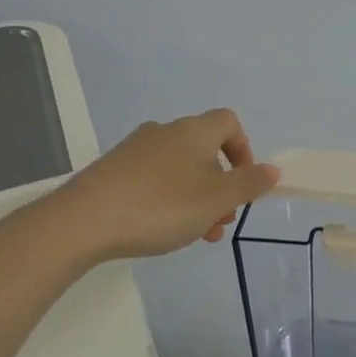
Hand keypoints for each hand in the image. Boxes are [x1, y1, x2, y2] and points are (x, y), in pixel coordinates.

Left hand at [57, 108, 278, 260]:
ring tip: (195, 234)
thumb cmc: (162, 206)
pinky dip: (168, 199)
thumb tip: (271, 170)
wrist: (83, 221)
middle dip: (221, 184)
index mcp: (194, 131)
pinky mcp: (113, 171)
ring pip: (180, 169)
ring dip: (197, 197)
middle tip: (220, 220)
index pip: (229, 122)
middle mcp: (165, 132)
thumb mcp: (217, 199)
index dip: (244, 150)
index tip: (243, 183)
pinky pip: (153, 179)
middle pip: (205, 150)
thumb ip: (249, 183)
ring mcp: (135, 150)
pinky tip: (160, 229)